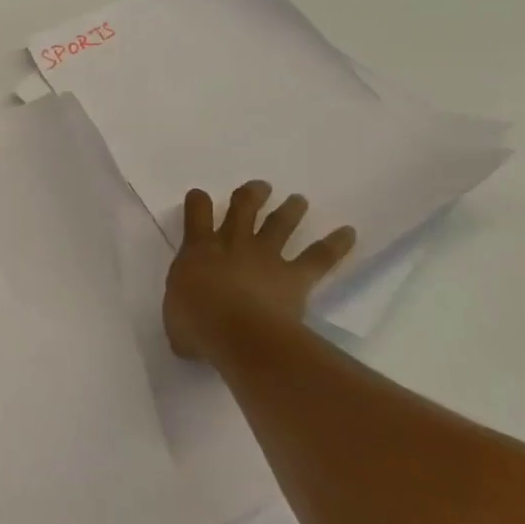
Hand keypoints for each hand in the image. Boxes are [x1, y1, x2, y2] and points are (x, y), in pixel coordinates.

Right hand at [163, 183, 355, 363]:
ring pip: (279, 224)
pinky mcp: (294, 276)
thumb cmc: (198, 326)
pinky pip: (319, 257)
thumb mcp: (175, 318)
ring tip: (298, 200)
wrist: (241, 336)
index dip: (198, 202)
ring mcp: (266, 257)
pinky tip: (349, 233)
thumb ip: (181, 311)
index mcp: (199, 250)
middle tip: (260, 187)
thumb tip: (187, 322)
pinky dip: (336, 244)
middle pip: (243, 208)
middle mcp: (233, 244)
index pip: (197, 213)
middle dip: (250, 195)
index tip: (199, 197)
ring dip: (289, 210)